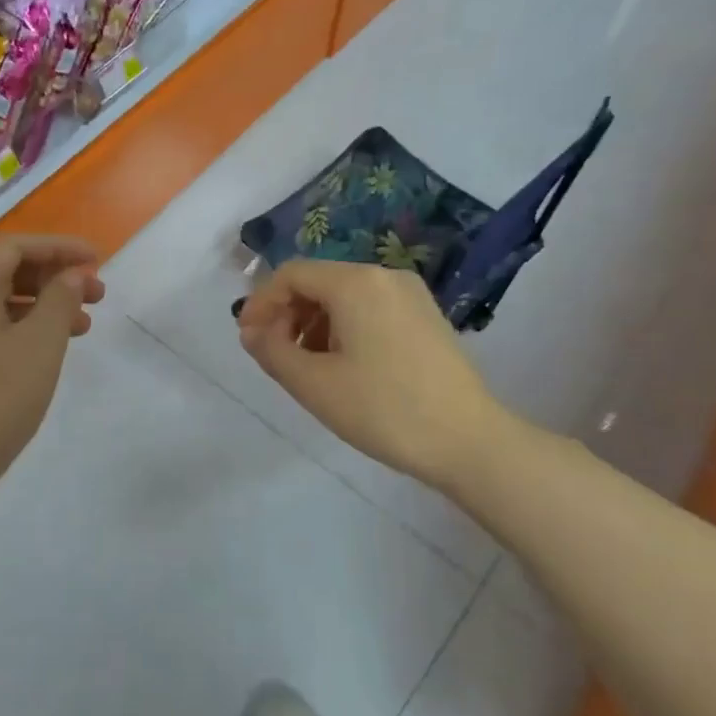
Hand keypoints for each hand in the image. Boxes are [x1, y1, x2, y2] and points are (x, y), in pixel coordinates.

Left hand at [0, 235, 104, 515]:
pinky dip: (17, 329)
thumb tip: (72, 274)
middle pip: (5, 271)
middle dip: (54, 278)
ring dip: (40, 307)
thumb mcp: (40, 344)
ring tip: (81, 329)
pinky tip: (41, 354)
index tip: (98, 258)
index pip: (18, 246)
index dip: (62, 248)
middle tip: (96, 297)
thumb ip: (60, 300)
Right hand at [237, 260, 504, 491]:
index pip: (291, 275)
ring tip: (305, 366)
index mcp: (356, 283)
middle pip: (318, 281)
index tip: (247, 338)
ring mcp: (410, 295)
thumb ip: (271, 350)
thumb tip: (251, 331)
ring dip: (313, 324)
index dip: (261, 302)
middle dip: (287, 314)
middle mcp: (384, 276)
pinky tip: (341, 366)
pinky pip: (368, 309)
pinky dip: (342, 328)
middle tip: (273, 354)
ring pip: (343, 296)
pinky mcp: (425, 316)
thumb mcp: (313, 384)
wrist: (468, 441)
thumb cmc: (384, 410)